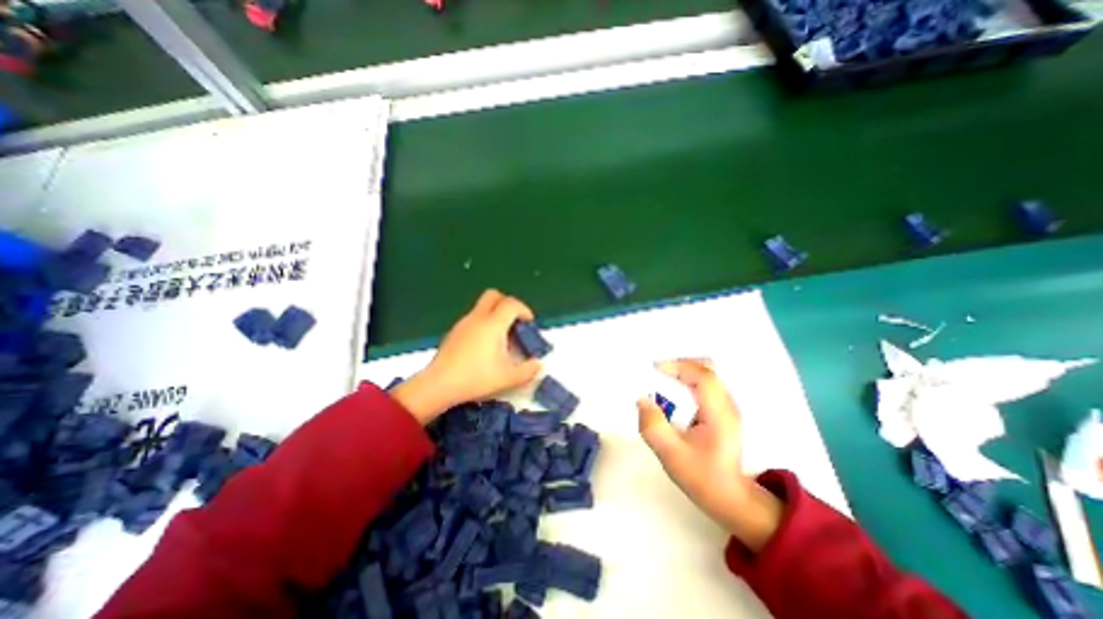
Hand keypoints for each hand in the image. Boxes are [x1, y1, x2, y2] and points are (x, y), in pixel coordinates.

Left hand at [391, 289, 540, 425]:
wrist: (438, 385)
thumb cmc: (476, 378)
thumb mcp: (509, 378)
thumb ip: (529, 370)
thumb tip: (538, 365)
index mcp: (493, 324)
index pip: (511, 304)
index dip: (524, 310)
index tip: (529, 324)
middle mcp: (477, 318)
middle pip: (494, 295)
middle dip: (507, 304)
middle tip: (514, 323)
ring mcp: (463, 324)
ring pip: (482, 307)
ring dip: (495, 315)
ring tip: (500, 340)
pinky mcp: (454, 332)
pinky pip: (473, 319)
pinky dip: (483, 324)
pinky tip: (484, 347)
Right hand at [639, 358, 784, 550]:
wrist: (730, 497)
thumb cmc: (702, 478)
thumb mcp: (672, 456)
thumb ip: (654, 427)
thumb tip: (642, 400)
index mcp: (719, 414)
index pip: (703, 376)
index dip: (678, 366)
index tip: (654, 369)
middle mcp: (727, 404)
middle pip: (707, 369)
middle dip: (679, 366)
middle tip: (657, 375)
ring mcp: (727, 406)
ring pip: (706, 374)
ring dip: (682, 373)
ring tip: (662, 385)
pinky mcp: (722, 410)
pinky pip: (704, 384)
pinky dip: (686, 382)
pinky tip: (674, 397)